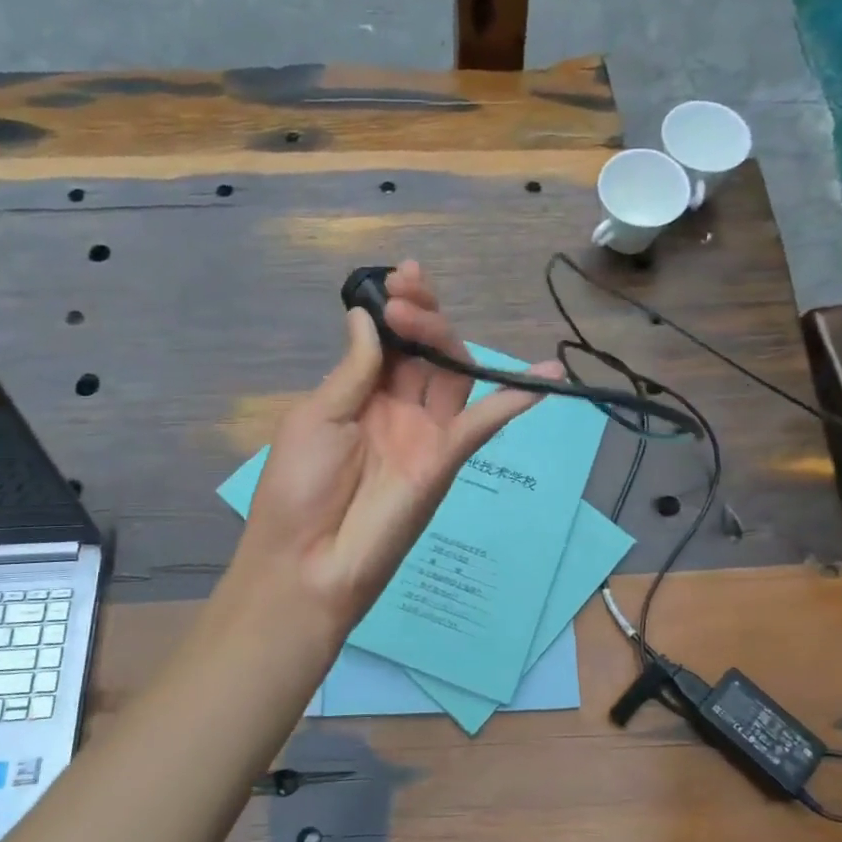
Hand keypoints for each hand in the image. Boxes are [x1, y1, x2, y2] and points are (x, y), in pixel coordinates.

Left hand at [239, 261, 555, 628]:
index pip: (392, 342)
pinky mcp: (447, 459)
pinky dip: (514, 400)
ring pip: (454, 374)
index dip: (398, 309)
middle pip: (427, 352)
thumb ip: (353, 368)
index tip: (397, 279)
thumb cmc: (297, 487)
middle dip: (420, 314)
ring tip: (420, 317)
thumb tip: (366, 316)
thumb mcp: (316, 417)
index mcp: (361, 395)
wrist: (307, 563)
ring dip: (446, 339)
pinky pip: (484, 423)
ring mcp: (426, 434)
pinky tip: (545, 376)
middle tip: (405, 294)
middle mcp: (399, 409)